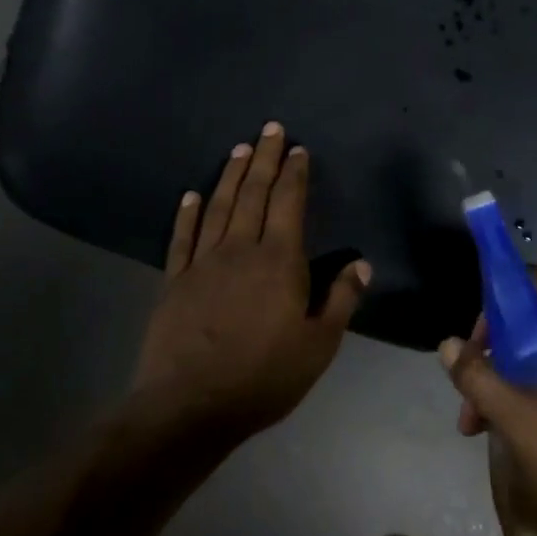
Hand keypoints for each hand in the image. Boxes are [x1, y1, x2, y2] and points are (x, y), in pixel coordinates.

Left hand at [132, 122, 369, 440]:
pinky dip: (187, 213)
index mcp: (280, 261)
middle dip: (264, 159)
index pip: (289, 203)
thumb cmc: (264, 377)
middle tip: (270, 129)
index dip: (295, 174)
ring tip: (239, 149)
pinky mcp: (174, 281)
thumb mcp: (319, 346)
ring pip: (219, 206)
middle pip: (254, 193)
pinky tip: (191, 194)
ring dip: (231, 175)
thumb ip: (341, 300)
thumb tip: (361, 264)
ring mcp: (203, 263)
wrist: (189, 406)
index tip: (298, 149)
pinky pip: (182, 237)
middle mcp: (240, 249)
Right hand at [439, 272, 536, 535]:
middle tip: (470, 402)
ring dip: (511, 381)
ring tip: (480, 427)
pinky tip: (513, 430)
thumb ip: (480, 379)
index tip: (471, 346)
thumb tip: (448, 345)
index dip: (496, 305)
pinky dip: (536, 393)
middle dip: (497, 357)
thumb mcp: (523, 425)